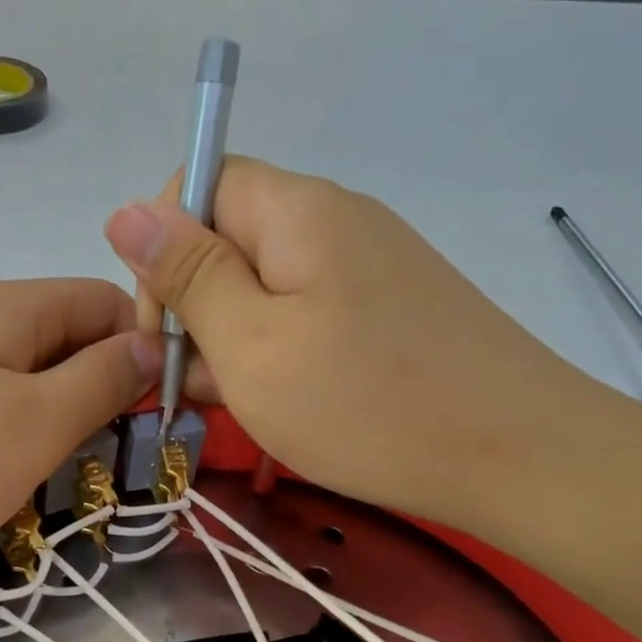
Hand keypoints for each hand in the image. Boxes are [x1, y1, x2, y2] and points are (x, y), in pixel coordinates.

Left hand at [0, 279, 157, 590]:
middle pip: (57, 341)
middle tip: (109, 462)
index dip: (143, 346)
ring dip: (45, 426)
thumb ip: (100, 381)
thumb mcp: (32, 425)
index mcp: (4, 307)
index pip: (103, 301)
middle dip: (95, 394)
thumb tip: (151, 343)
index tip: (160, 412)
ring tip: (49, 483)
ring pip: (13, 382)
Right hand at [104, 158, 611, 527]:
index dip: (162, 248)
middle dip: (194, 305)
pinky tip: (281, 402)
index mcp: (296, 210)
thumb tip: (123, 210)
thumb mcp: (250, 344)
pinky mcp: (388, 309)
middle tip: (197, 384)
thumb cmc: (364, 404)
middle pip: (229, 238)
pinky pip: (306, 314)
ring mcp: (367, 266)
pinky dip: (277, 352)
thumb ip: (187, 274)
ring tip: (240, 403)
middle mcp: (333, 220)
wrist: (517, 456)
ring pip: (264, 285)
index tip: (162, 327)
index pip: (198, 185)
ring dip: (232, 339)